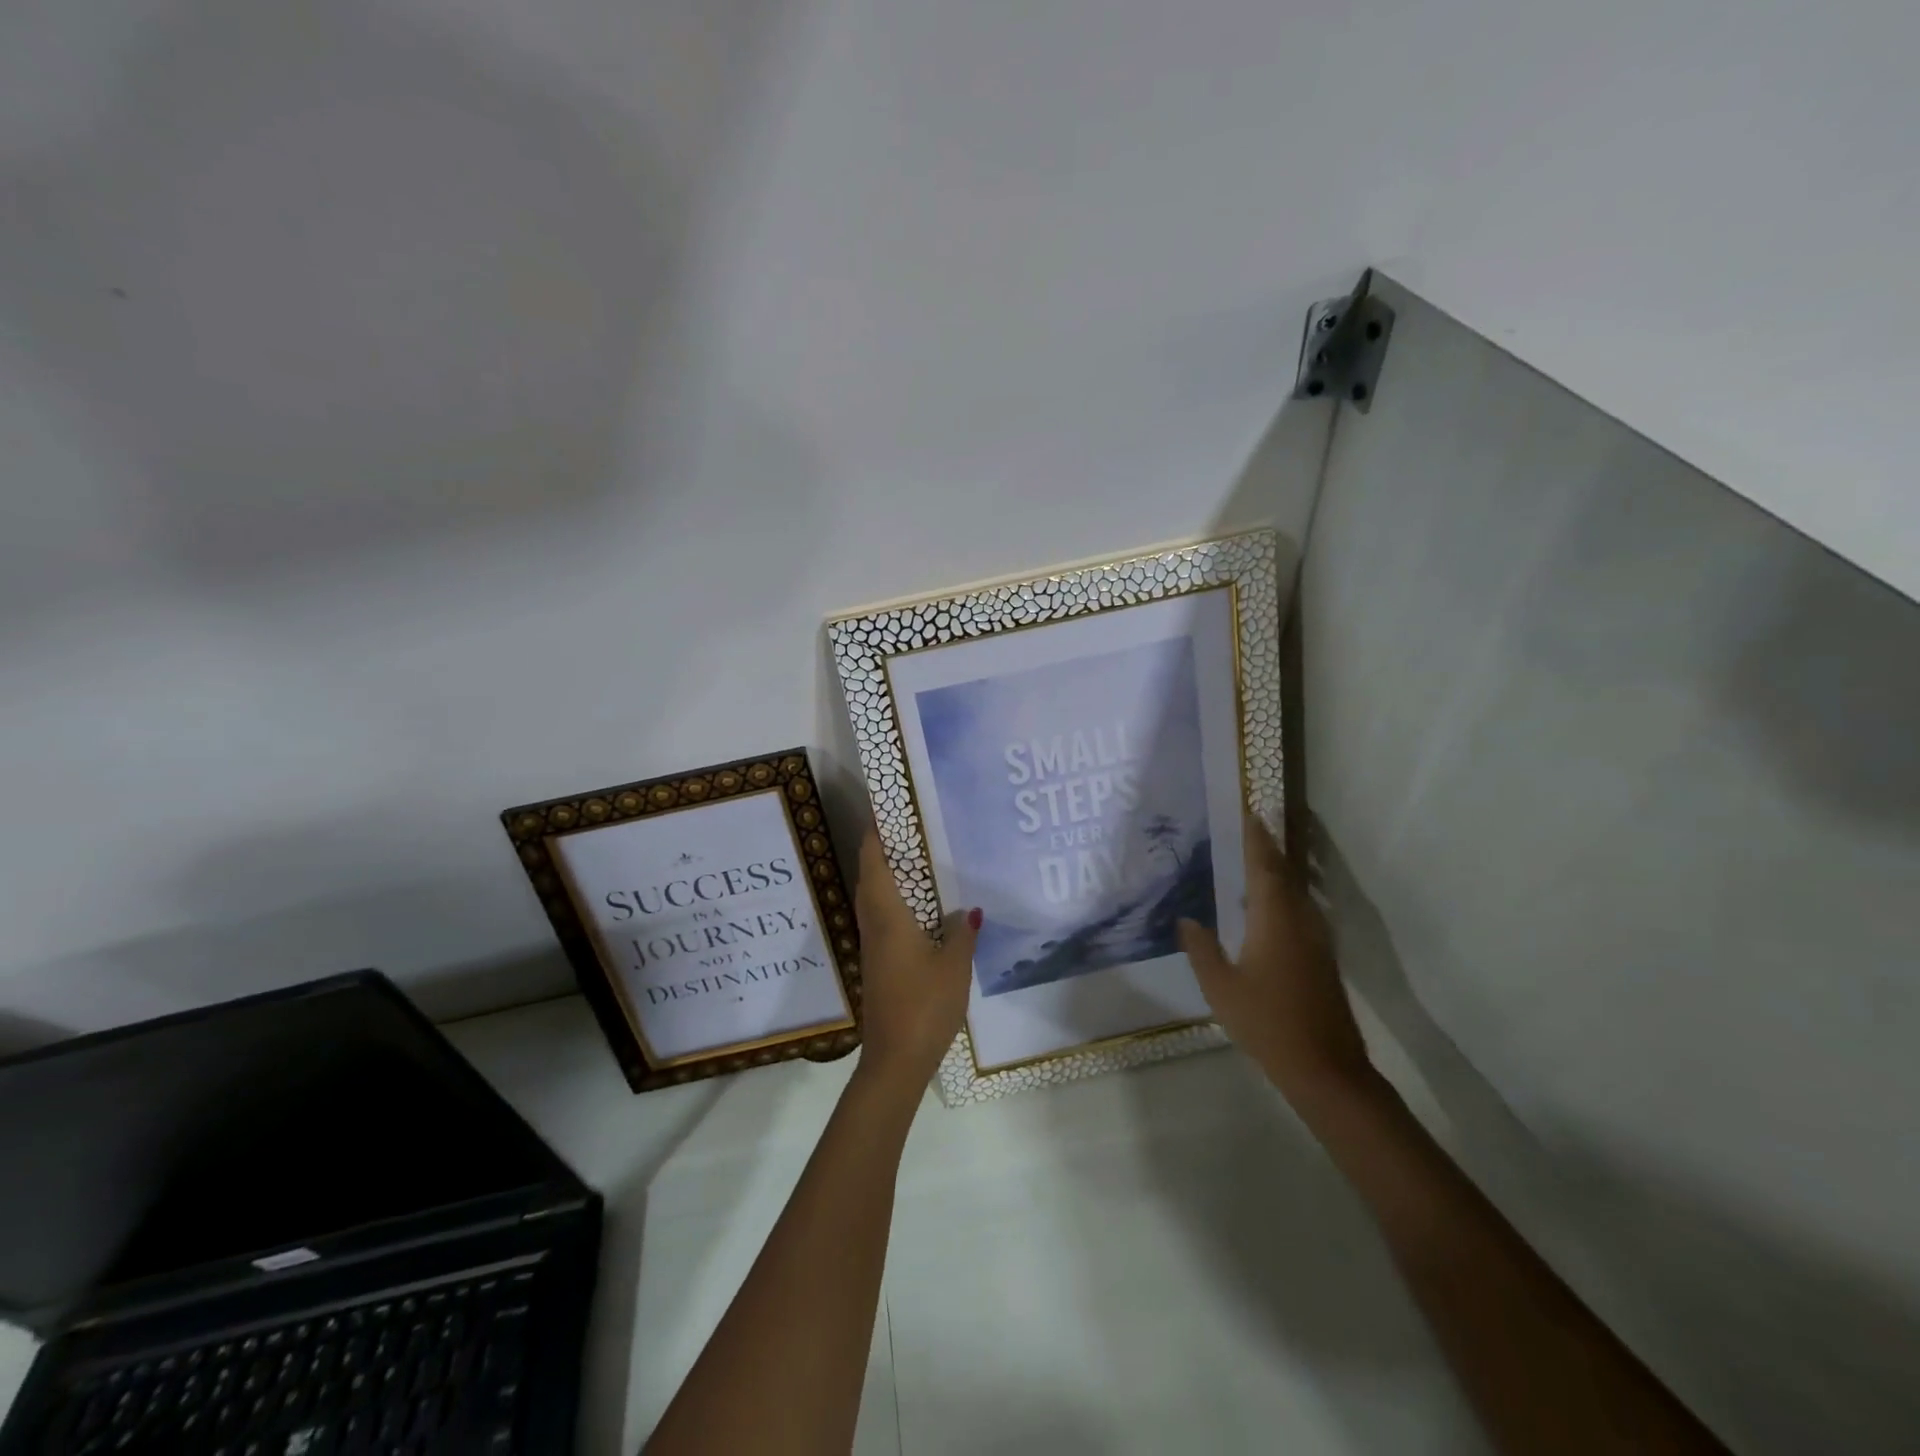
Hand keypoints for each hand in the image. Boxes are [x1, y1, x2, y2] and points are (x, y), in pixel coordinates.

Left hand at [853, 828, 978, 1088]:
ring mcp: (873, 946)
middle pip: (871, 876)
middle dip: (883, 849)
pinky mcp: (878, 963)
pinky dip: (895, 900)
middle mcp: (874, 924)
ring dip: (888, 875)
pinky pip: (882, 918)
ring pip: (874, 898)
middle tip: (910, 828)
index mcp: (887, 916)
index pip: (874, 861)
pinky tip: (921, 907)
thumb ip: (962, 934)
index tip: (886, 808)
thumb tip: (968, 911)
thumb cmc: (925, 1004)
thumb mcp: (954, 966)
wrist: (896, 1059)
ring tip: (918, 860)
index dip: (876, 832)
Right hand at [1178, 814, 1372, 1108]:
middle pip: (1284, 874)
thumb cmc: (1267, 1022)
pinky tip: (1261, 909)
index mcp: (1274, 919)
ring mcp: (1316, 940)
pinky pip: (1299, 912)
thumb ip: (1201, 948)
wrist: (1325, 1068)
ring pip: (1295, 894)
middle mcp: (1300, 920)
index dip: (1256, 839)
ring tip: (1250, 860)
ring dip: (1275, 873)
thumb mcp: (1220, 986)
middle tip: (1246, 829)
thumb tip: (1187, 919)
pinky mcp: (1321, 958)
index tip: (1249, 813)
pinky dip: (1281, 897)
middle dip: (1267, 850)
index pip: (1264, 867)